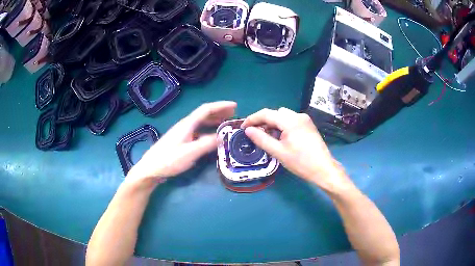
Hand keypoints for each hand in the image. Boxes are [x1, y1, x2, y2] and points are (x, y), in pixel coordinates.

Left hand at [127, 101, 236, 183]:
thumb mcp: (190, 153)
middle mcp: (185, 125)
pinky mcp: (181, 141)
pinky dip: (208, 131)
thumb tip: (222, 137)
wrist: (151, 168)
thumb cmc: (169, 160)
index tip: (235, 106)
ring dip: (214, 121)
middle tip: (233, 115)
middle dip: (219, 112)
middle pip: (204, 114)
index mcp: (187, 124)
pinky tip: (212, 137)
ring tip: (226, 124)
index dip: (221, 106)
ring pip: (201, 122)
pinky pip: (198, 131)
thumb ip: (207, 144)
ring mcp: (182, 133)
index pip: (206, 109)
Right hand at [241, 107, 349, 189]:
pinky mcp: (308, 125)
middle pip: (275, 113)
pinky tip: (280, 137)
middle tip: (255, 134)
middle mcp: (298, 115)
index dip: (253, 119)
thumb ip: (261, 139)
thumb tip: (248, 130)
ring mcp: (305, 119)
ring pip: (283, 116)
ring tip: (267, 136)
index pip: (267, 113)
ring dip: (273, 123)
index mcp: (290, 121)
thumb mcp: (278, 152)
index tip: (243, 127)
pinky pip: (291, 120)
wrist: (323, 169)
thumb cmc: (300, 162)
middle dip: (263, 121)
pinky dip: (282, 125)